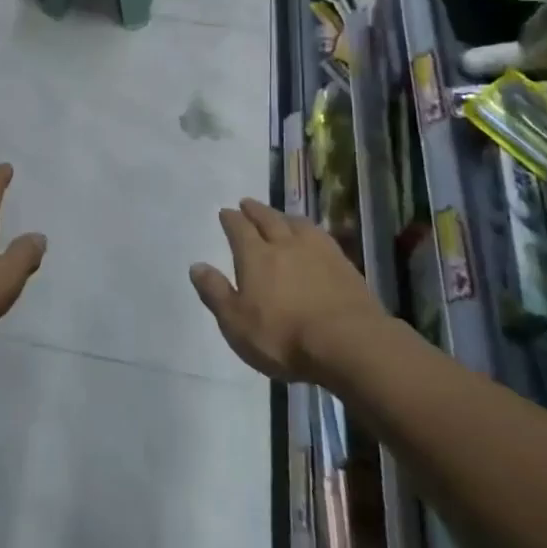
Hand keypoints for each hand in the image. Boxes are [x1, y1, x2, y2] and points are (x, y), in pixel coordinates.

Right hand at [190, 200, 381, 381]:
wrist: (349, 344)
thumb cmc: (284, 337)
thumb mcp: (236, 322)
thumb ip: (216, 292)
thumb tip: (196, 266)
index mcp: (255, 256)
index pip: (239, 229)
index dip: (230, 219)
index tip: (225, 212)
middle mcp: (284, 244)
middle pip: (268, 219)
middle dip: (255, 210)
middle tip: (247, 203)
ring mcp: (318, 251)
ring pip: (296, 224)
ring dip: (284, 216)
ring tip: (280, 216)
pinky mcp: (344, 265)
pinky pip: (321, 237)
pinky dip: (311, 231)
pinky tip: (314, 237)